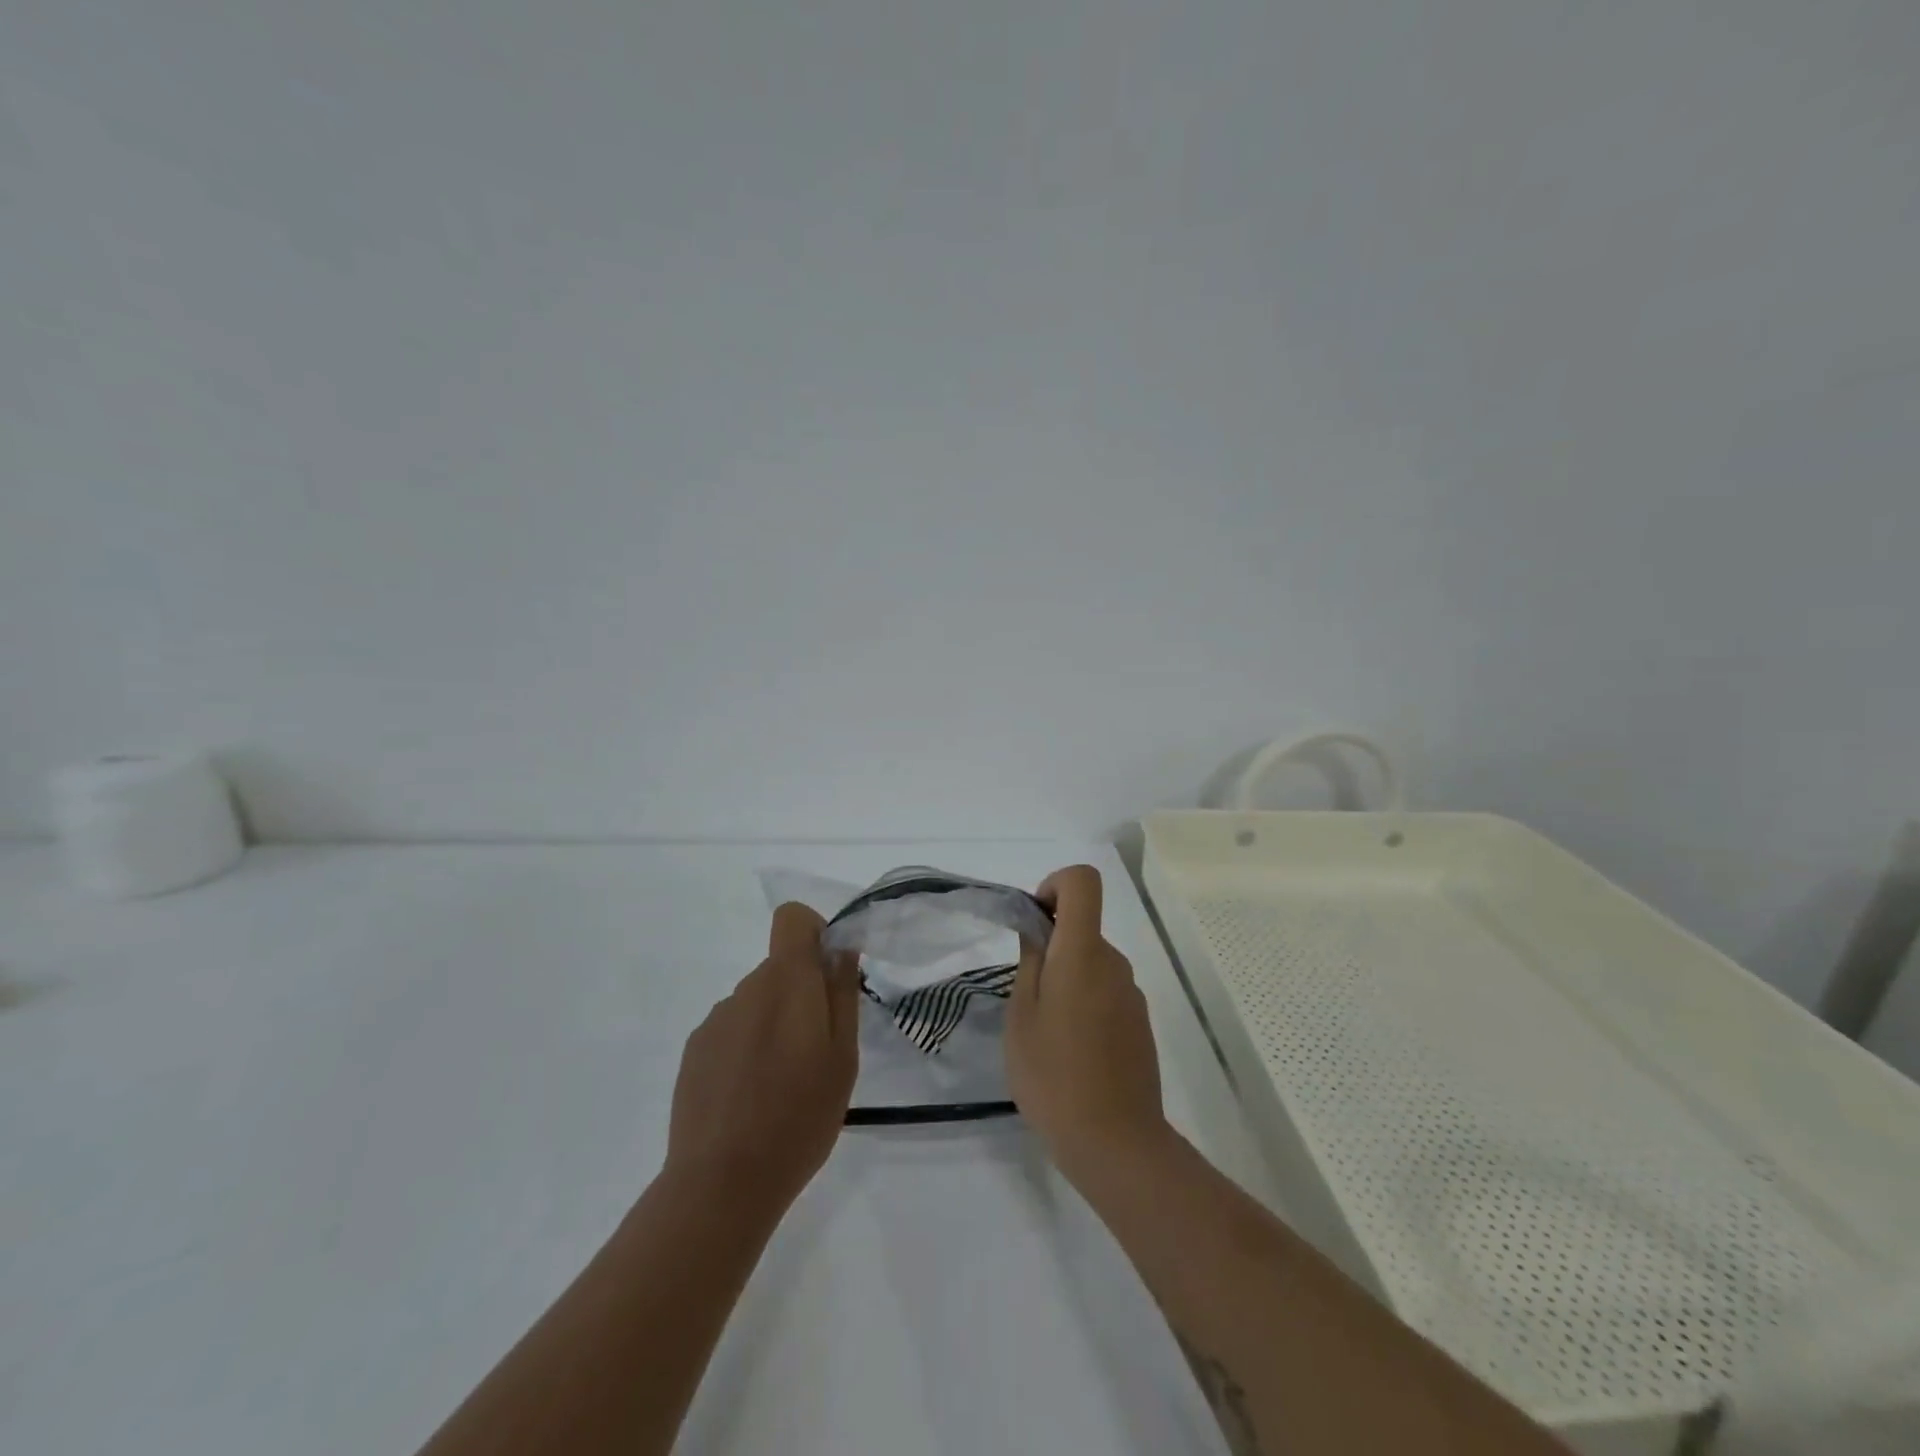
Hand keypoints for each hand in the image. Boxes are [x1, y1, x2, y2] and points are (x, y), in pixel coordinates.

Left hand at [664, 903, 860, 1216]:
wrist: (722, 1184)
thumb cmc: (799, 1117)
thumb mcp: (843, 1057)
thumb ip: (842, 994)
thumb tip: (840, 950)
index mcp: (786, 982)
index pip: (791, 918)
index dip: (814, 933)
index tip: (828, 975)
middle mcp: (745, 989)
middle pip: (779, 967)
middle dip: (802, 993)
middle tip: (817, 1051)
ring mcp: (715, 1021)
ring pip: (756, 1002)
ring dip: (774, 1024)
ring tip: (782, 1084)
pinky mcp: (694, 1052)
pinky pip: (732, 1030)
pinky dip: (747, 1048)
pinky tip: (750, 1098)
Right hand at [1006, 865, 1169, 1184]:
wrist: (1116, 1143)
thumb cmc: (1054, 1075)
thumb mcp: (1021, 1015)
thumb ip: (1030, 961)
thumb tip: (1039, 929)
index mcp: (1084, 952)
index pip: (1083, 881)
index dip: (1055, 885)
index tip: (1035, 923)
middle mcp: (1115, 963)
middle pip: (1084, 926)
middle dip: (1052, 946)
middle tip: (1026, 996)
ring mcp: (1132, 995)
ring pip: (1093, 963)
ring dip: (1067, 979)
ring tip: (1046, 1032)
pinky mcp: (1140, 1024)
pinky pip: (1106, 992)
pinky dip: (1085, 1003)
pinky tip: (1071, 1052)